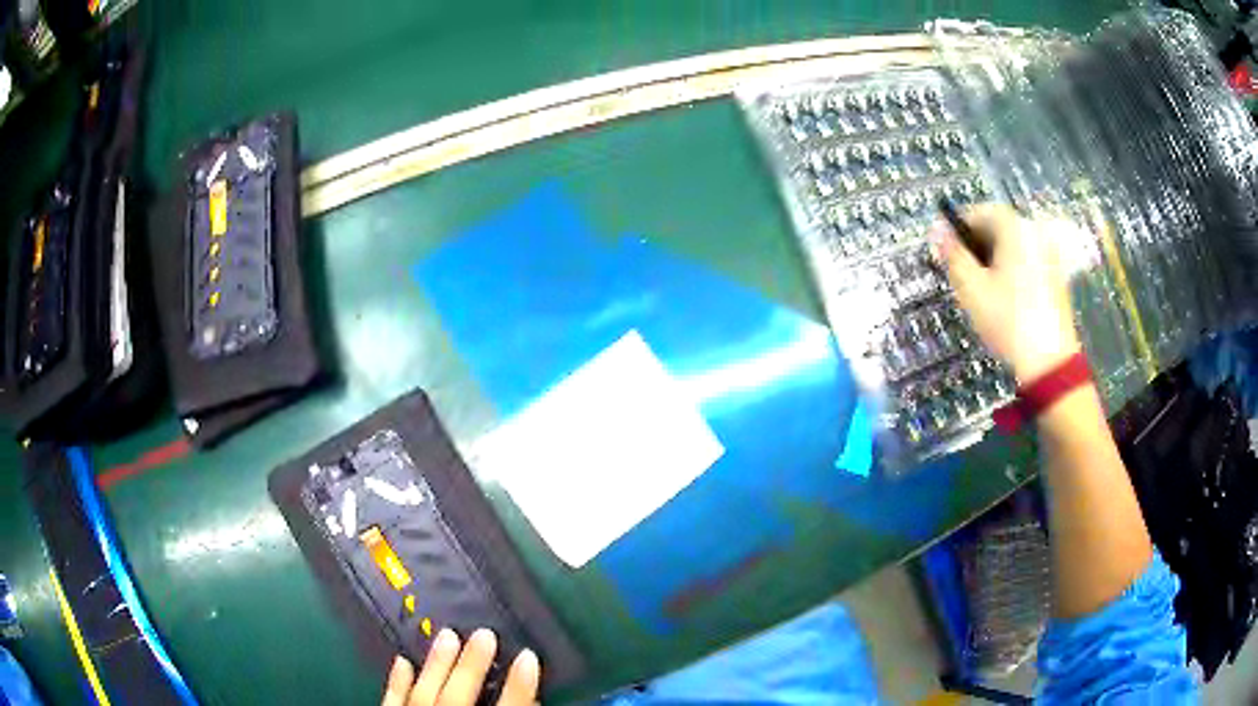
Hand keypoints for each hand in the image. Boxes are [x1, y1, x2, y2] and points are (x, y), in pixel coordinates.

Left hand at [381, 629, 539, 705]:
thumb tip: (533, 699)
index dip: (520, 684)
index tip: (530, 656)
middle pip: (461, 695)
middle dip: (473, 665)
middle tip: (485, 634)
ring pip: (425, 693)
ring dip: (436, 664)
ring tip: (447, 635)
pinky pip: (392, 701)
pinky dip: (397, 681)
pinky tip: (402, 661)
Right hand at [932, 204, 1080, 382]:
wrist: (1049, 362)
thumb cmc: (1007, 321)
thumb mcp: (971, 289)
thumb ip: (952, 255)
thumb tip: (936, 230)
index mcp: (1015, 229)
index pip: (981, 211)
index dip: (959, 227)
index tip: (945, 249)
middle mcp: (1035, 234)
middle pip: (999, 228)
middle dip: (977, 245)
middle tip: (960, 271)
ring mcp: (1049, 256)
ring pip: (1013, 247)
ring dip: (993, 259)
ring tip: (980, 288)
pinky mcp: (1056, 277)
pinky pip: (1027, 262)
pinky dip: (1011, 272)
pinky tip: (1003, 299)